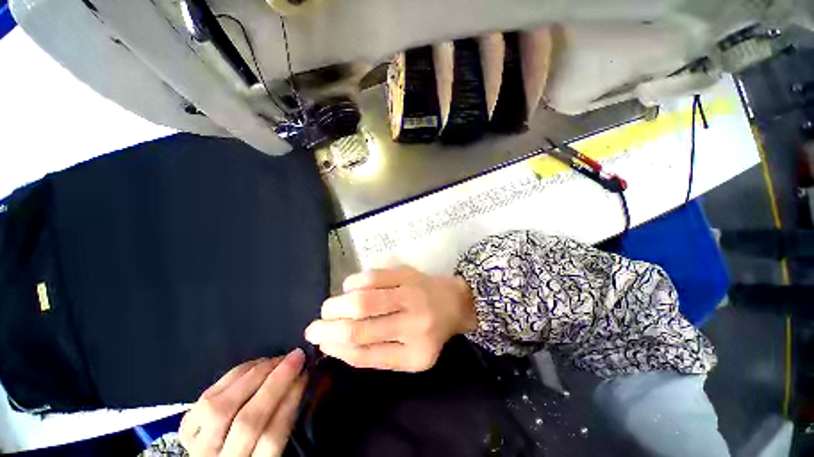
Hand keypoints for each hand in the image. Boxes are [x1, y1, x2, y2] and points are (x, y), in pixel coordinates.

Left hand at [179, 349, 306, 456]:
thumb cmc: (253, 454)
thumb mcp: (271, 453)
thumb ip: (283, 424)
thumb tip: (301, 380)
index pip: (272, 436)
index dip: (291, 400)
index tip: (306, 374)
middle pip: (246, 421)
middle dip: (276, 382)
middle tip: (296, 356)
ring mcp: (196, 446)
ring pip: (220, 407)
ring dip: (253, 375)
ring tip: (275, 359)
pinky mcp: (184, 430)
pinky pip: (205, 398)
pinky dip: (232, 376)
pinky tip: (252, 366)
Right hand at [304, 267, 476, 371]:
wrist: (454, 302)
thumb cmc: (430, 331)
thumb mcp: (410, 356)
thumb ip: (376, 354)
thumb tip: (336, 345)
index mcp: (414, 354)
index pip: (366, 355)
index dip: (337, 349)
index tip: (320, 344)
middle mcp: (413, 325)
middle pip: (360, 327)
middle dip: (328, 328)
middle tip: (313, 327)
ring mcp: (410, 295)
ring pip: (363, 300)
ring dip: (337, 305)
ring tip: (328, 308)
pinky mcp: (408, 274)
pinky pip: (373, 277)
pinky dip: (354, 282)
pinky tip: (349, 288)